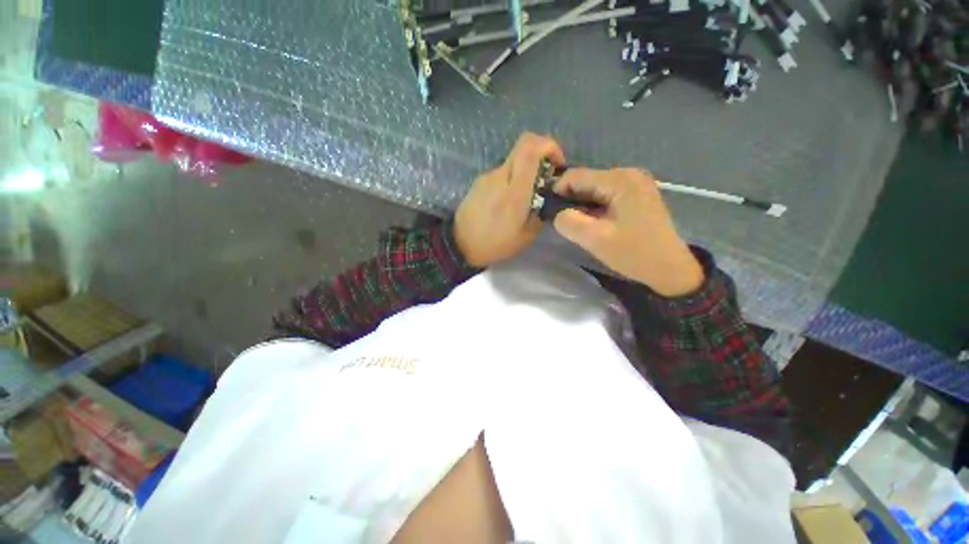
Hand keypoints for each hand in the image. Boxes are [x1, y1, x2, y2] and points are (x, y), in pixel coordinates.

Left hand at [454, 133, 565, 266]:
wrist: (460, 245)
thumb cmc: (495, 244)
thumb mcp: (527, 235)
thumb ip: (541, 210)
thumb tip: (547, 195)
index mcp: (514, 192)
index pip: (530, 148)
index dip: (549, 146)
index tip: (557, 164)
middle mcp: (500, 176)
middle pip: (523, 145)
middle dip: (541, 153)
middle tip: (546, 176)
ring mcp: (487, 176)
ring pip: (513, 161)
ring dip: (525, 171)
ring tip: (525, 195)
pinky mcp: (479, 181)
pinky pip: (501, 172)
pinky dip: (511, 179)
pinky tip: (508, 200)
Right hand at [552, 168, 703, 296]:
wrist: (669, 268)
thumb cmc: (634, 253)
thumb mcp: (595, 240)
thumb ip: (569, 222)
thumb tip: (557, 213)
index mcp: (619, 180)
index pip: (575, 176)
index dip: (557, 191)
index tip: (549, 211)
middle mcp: (628, 174)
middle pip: (586, 180)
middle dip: (570, 199)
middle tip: (564, 222)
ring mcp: (634, 183)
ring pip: (594, 188)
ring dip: (582, 205)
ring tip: (579, 225)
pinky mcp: (637, 193)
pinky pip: (606, 194)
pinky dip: (594, 207)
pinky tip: (594, 222)